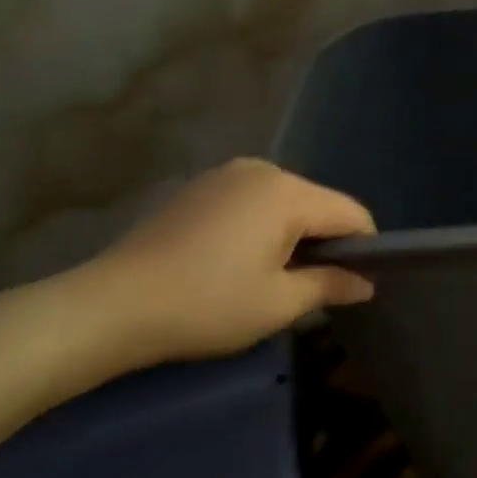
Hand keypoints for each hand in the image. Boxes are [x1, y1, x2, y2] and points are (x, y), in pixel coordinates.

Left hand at [78, 158, 375, 369]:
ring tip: (275, 277)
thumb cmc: (207, 305)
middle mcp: (262, 171)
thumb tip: (366, 283)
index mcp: (288, 193)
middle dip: (327, 241)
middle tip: (314, 288)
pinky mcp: (200, 188)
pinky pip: (253, 202)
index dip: (365, 248)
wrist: (109, 306)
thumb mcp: (279, 303)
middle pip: (319, 204)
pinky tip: (240, 261)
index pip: (351, 214)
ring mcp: (226, 175)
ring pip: (286, 202)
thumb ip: (332, 284)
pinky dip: (262, 227)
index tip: (358, 284)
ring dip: (293, 235)